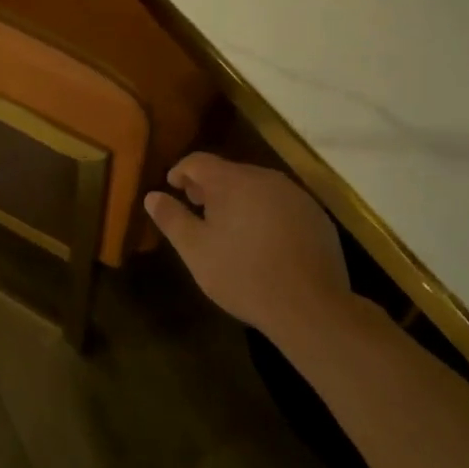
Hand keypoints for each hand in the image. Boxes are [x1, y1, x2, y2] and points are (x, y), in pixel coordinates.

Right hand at [145, 153, 350, 346]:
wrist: (311, 307)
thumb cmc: (244, 275)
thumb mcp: (196, 251)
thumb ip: (172, 219)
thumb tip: (152, 195)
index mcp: (231, 181)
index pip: (198, 161)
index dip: (181, 171)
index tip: (172, 187)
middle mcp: (264, 177)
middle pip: (229, 172)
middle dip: (210, 187)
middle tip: (198, 209)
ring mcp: (295, 195)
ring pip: (257, 187)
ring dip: (239, 200)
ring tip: (230, 227)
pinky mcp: (316, 216)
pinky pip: (282, 204)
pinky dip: (266, 213)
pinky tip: (265, 242)